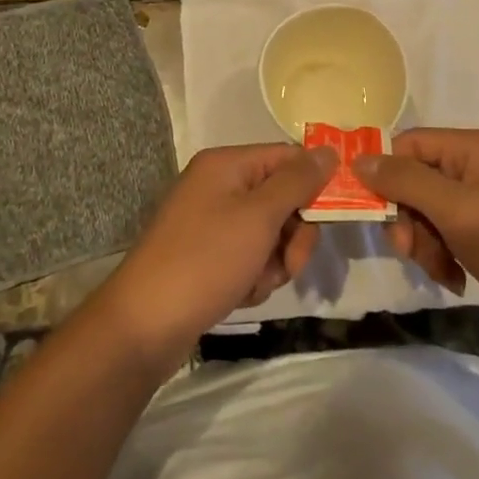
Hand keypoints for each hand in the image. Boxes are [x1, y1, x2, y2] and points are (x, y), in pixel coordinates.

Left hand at [97, 144, 334, 367]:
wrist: (143, 326)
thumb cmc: (205, 260)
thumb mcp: (259, 216)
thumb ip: (298, 181)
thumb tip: (329, 152)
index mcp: (227, 164)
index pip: (288, 157)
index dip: (313, 183)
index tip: (334, 215)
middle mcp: (219, 185)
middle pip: (282, 197)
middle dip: (293, 234)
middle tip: (288, 262)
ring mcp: (212, 222)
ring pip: (270, 233)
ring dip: (275, 262)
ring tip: (255, 283)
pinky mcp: (208, 256)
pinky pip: (250, 257)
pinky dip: (254, 277)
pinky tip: (240, 294)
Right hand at [354, 128, 478, 335]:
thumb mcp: (456, 210)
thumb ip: (406, 181)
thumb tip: (359, 158)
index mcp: (474, 146)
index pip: (410, 144)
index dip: (387, 176)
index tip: (378, 217)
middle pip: (417, 179)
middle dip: (409, 219)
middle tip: (410, 253)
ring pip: (429, 210)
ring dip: (425, 243)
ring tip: (442, 272)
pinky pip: (450, 231)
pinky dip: (444, 254)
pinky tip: (455, 279)